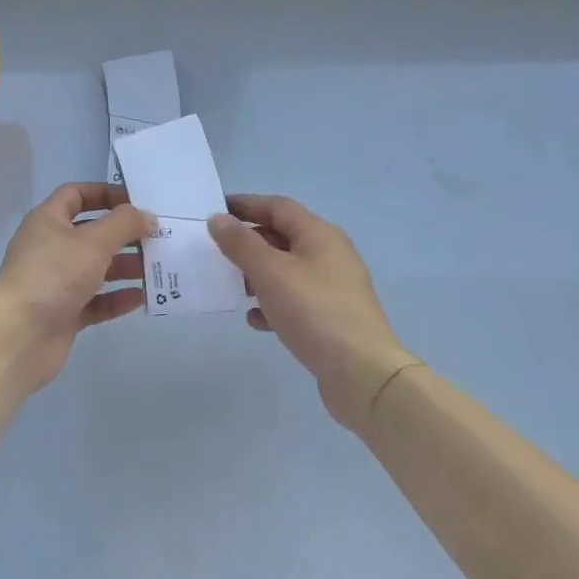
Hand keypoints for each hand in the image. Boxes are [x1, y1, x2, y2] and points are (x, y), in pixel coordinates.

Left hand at [0, 183, 154, 394]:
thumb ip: (124, 224)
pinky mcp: (64, 313)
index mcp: (48, 221)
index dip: (105, 194)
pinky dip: (117, 298)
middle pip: (91, 232)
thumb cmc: (54, 274)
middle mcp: (50, 247)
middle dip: (123, 234)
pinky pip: (96, 301)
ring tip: (156, 267)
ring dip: (125, 266)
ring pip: (96, 268)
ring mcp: (56, 282)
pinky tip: (142, 298)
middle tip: (156, 238)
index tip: (136, 202)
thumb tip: (147, 216)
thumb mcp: (93, 241)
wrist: (19, 336)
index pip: (76, 195)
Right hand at [209, 195, 418, 430]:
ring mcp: (334, 286)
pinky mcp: (333, 317)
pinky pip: (296, 299)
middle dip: (249, 242)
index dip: (245, 205)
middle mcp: (330, 253)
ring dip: (258, 274)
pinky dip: (273, 303)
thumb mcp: (270, 272)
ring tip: (232, 287)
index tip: (215, 211)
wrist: (363, 373)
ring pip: (288, 269)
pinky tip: (255, 320)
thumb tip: (218, 219)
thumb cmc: (314, 311)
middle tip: (217, 252)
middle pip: (283, 236)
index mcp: (319, 234)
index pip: (277, 206)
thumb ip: (241, 243)